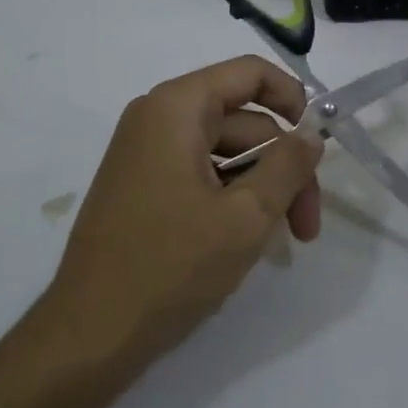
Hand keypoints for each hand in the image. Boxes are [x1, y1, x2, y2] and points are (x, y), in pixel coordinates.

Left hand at [46, 56, 322, 364]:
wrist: (90, 334)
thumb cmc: (171, 267)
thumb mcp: (247, 216)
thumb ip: (288, 166)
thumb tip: (310, 136)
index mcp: (177, 107)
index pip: (249, 73)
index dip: (292, 99)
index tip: (318, 145)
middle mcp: (157, 117)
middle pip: (242, 120)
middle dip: (282, 166)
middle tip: (307, 227)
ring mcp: (145, 152)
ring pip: (225, 152)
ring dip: (260, 187)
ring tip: (279, 240)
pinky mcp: (142, 185)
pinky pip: (200, 172)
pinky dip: (230, 196)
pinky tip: (245, 239)